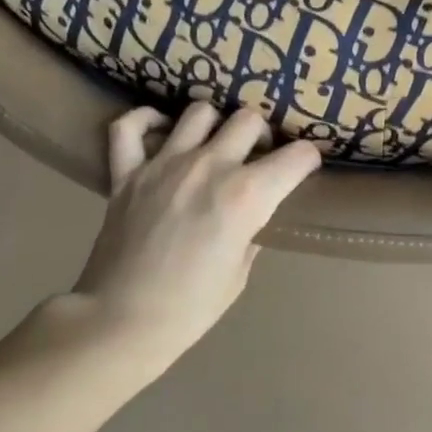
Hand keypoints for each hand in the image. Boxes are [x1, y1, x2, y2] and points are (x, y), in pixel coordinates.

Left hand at [69, 101, 319, 372]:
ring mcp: (164, 164)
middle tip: (258, 157)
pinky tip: (159, 130)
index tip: (306, 168)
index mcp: (247, 195)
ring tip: (214, 144)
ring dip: (215, 124)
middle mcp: (210, 166)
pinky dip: (145, 121)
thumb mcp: (239, 272)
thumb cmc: (192, 306)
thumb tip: (251, 215)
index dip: (308, 160)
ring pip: (200, 112)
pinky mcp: (127, 172)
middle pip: (249, 120)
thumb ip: (250, 231)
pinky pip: (129, 126)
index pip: (297, 157)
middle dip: (262, 135)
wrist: (123, 320)